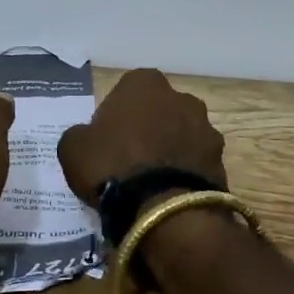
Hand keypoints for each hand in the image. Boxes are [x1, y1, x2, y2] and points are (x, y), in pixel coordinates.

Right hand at [57, 68, 225, 206]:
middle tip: (129, 158)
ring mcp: (206, 128)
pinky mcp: (221, 161)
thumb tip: (87, 137)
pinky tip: (169, 195)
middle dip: (149, 128)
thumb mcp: (72, 148)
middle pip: (159, 110)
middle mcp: (181, 97)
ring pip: (181, 135)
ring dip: (170, 149)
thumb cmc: (112, 166)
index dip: (116, 114)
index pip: (127, 90)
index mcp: (144, 84)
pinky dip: (185, 173)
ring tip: (152, 182)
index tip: (106, 138)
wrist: (163, 210)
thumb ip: (80, 134)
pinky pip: (196, 162)